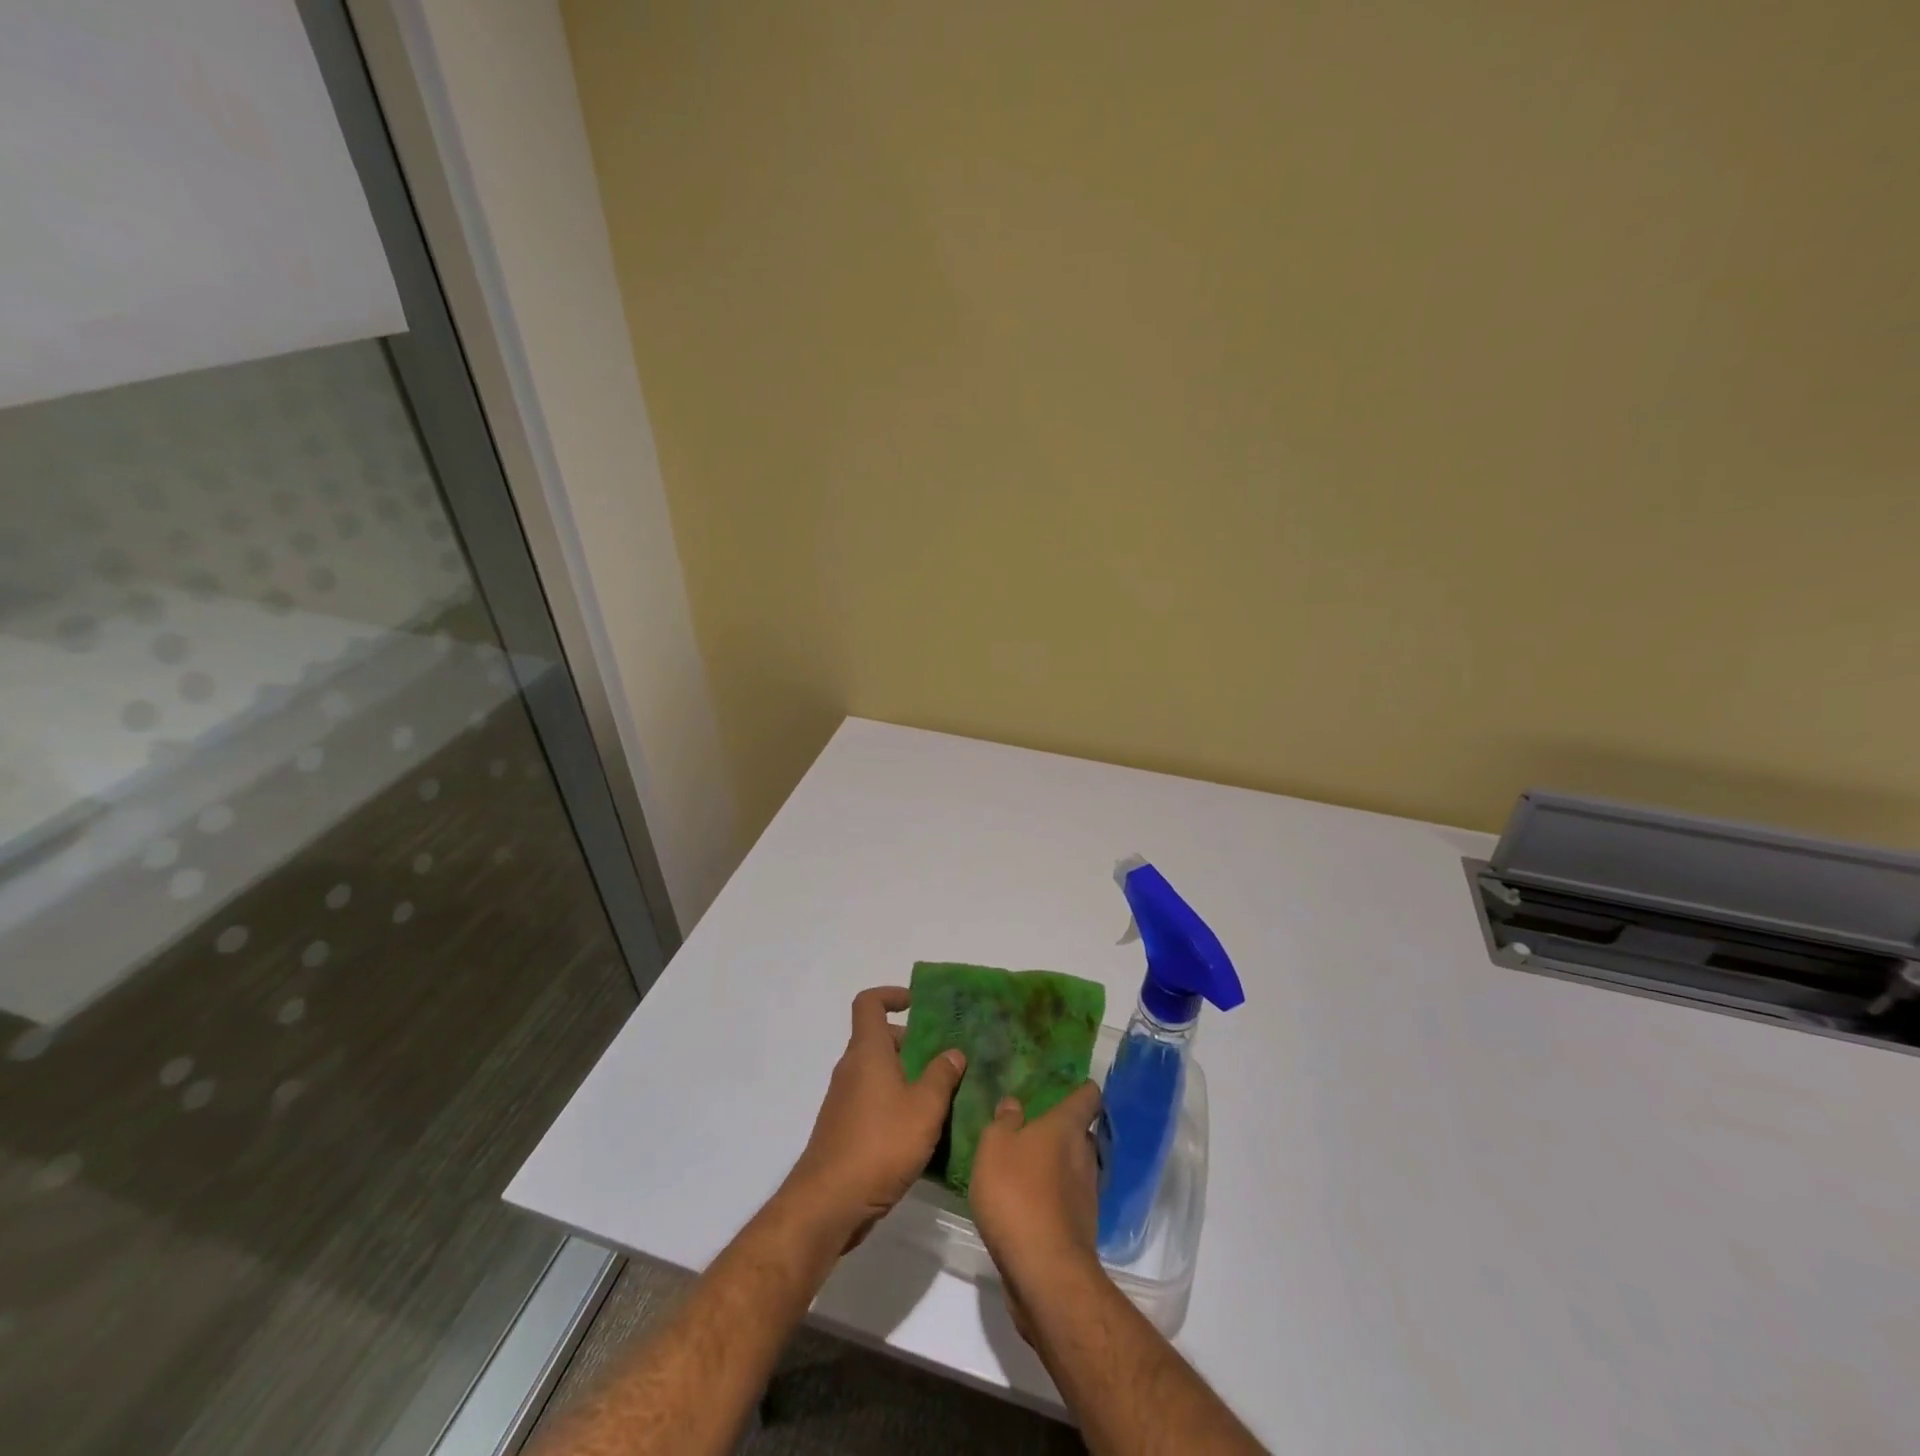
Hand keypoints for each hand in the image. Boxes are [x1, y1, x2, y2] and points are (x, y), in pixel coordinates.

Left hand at [783, 986, 965, 1251]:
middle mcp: (852, 1069)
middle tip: (945, 1058)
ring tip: (942, 1096)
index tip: (918, 1004)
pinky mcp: (844, 1129)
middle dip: (912, 1043)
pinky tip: (921, 1131)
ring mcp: (844, 1100)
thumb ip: (941, 1076)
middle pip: (879, 1039)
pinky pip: (873, 1101)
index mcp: (867, 1052)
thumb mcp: (924, 1108)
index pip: (869, 1003)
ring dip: (907, 1077)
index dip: (892, 995)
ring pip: (878, 1073)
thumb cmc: (880, 1145)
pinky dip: (896, 1104)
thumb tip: (953, 1052)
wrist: (828, 1204)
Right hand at [969, 1081, 1103, 1340]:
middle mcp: (1085, 1155)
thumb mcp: (994, 1147)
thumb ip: (1003, 1122)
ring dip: (1059, 1166)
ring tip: (1029, 1166)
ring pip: (1077, 1167)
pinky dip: (1055, 1196)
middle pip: (1082, 1133)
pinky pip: (1069, 1199)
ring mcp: (1087, 1194)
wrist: (1044, 1271)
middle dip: (1064, 1130)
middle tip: (1036, 1129)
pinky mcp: (1081, 1228)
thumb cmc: (1016, 1193)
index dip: (1082, 1089)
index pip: (1088, 1096)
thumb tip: (1014, 1104)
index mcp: (1067, 1127)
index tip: (1069, 1085)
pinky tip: (1030, 1203)